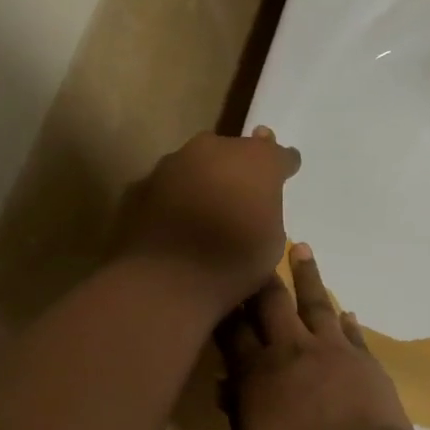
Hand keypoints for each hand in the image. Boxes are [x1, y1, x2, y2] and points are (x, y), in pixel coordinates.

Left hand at [114, 128, 300, 313]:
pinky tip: (177, 220)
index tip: (287, 172)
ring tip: (208, 206)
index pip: (280, 155)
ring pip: (198, 163)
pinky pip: (169, 184)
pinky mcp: (143, 182)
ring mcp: (174, 162)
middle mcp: (215, 149)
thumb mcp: (273, 241)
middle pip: (235, 151)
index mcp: (257, 161)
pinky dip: (176, 196)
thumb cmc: (234, 263)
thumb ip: (267, 210)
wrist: (166, 280)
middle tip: (244, 188)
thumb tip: (256, 204)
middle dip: (241, 166)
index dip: (284, 165)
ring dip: (206, 178)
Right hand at [220, 244, 413, 429]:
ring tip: (301, 248)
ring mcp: (332, 350)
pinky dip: (345, 319)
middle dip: (260, 277)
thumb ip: (239, 416)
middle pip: (272, 304)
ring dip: (307, 275)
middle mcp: (292, 350)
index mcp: (258, 373)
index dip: (224, 308)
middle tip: (255, 248)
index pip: (233, 332)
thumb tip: (227, 386)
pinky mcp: (363, 359)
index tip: (217, 284)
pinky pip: (350, 331)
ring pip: (315, 303)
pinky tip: (345, 310)